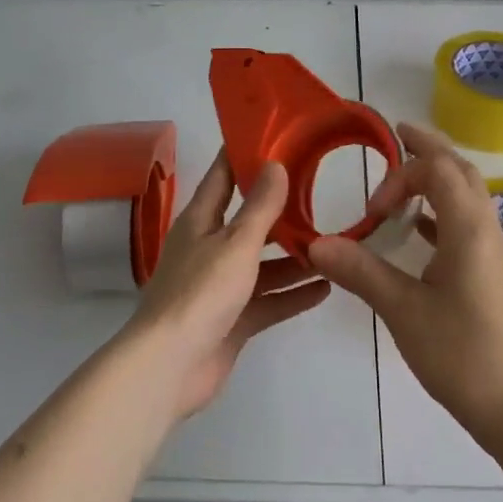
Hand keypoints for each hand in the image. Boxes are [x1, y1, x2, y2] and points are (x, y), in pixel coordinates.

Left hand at [124, 152, 330, 420]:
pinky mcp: (233, 319)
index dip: (244, 154)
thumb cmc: (201, 292)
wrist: (171, 367)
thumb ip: (259, 207)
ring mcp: (221, 286)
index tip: (275, 135)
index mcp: (200, 220)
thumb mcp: (236, 243)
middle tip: (319, 190)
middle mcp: (209, 247)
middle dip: (280, 208)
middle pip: (248, 220)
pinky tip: (326, 287)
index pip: (223, 175)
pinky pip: (268, 300)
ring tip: (331, 242)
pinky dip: (293, 294)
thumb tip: (275, 163)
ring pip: (262, 263)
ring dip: (293, 256)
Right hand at [308, 123, 502, 445]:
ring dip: (439, 178)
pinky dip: (444, 210)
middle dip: (429, 149)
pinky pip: (469, 222)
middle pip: (461, 170)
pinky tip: (421, 232)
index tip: (373, 210)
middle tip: (398, 137)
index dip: (400, 174)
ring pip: (469, 194)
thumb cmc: (464, 355)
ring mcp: (495, 252)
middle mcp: (488, 229)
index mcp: (469, 228)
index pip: (438, 169)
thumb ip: (361, 272)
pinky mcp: (494, 273)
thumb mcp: (404, 311)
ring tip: (405, 180)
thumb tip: (316, 245)